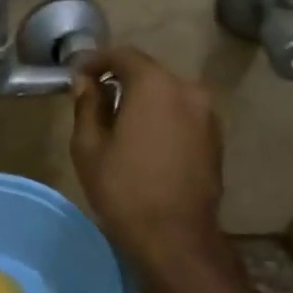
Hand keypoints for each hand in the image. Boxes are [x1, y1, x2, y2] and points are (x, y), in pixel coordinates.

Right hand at [71, 48, 223, 263]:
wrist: (175, 237)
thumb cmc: (123, 189)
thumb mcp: (89, 147)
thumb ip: (87, 106)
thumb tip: (85, 83)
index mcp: (155, 86)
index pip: (123, 56)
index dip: (96, 61)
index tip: (77, 75)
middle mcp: (187, 90)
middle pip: (148, 73)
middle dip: (120, 81)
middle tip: (94, 100)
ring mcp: (206, 115)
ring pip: (167, 95)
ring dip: (142, 101)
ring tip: (118, 124)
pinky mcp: (215, 139)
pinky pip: (181, 115)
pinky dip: (161, 118)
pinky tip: (143, 143)